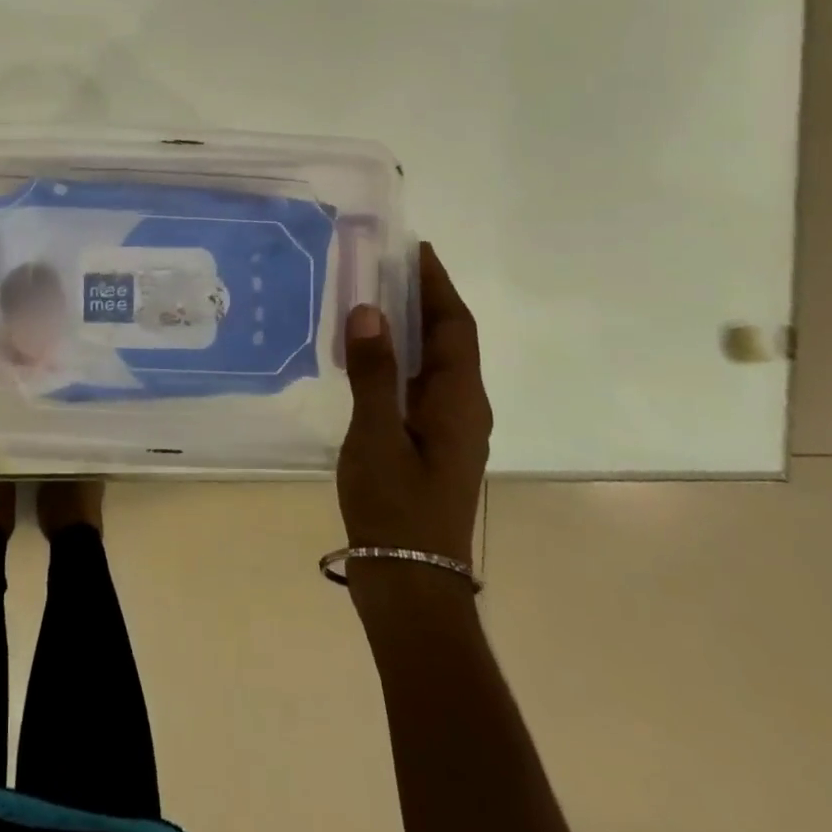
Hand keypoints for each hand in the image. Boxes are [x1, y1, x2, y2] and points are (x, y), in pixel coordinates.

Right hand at [336, 242, 491, 566]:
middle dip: (424, 299)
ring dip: (411, 327)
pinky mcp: (429, 445)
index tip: (415, 249)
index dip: (438, 285)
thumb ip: (374, 372)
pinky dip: (399, 358)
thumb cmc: (396, 506)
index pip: (454, 327)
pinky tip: (368, 358)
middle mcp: (463, 409)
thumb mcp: (376, 435)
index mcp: (459, 401)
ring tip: (373, 298)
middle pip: (449, 341)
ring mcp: (448, 429)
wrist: (410, 583)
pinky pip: (419, 384)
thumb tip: (369, 309)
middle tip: (385, 264)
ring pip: (434, 363)